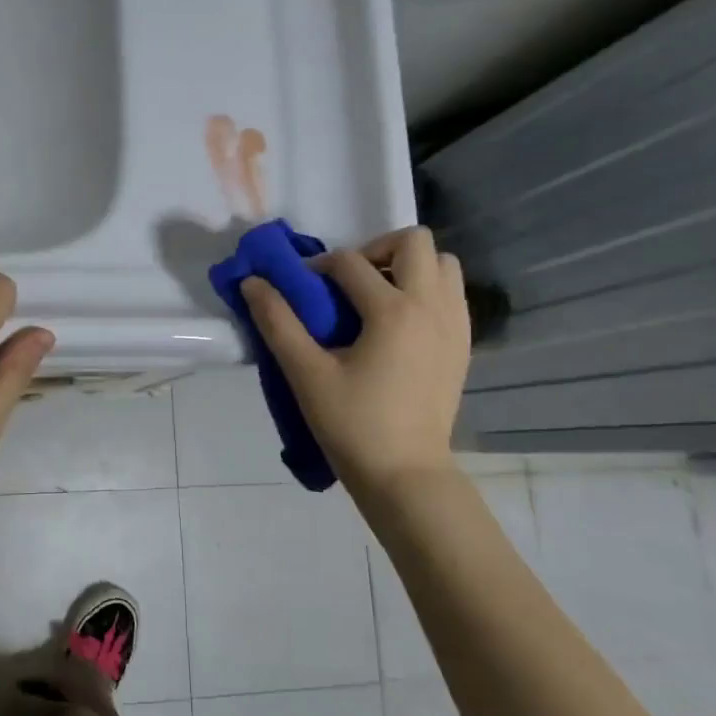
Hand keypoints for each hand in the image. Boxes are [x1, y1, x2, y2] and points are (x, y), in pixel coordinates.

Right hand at [242, 227, 470, 486]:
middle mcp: (432, 307)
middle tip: (348, 283)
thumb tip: (252, 283)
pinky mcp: (463, 344)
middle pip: (414, 241)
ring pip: (443, 264)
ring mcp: (455, 325)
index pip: (349, 262)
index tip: (298, 288)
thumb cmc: (352, 424)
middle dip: (375, 250)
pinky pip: (452, 294)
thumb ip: (277, 322)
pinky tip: (398, 324)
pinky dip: (426, 291)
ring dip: (408, 267)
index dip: (317, 266)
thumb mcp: (305, 373)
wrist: (405, 474)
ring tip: (376, 298)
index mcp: (392, 311)